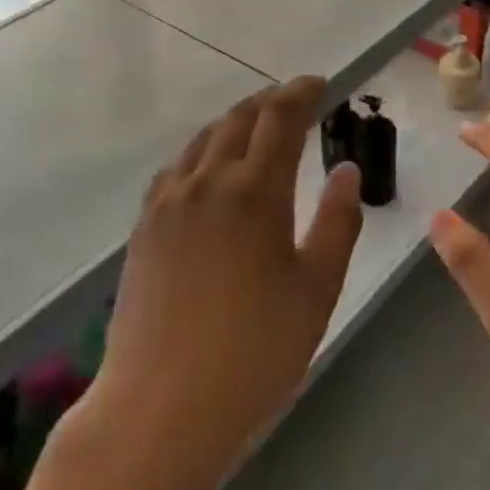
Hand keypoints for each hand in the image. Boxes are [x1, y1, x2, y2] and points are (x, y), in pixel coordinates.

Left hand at [89, 77, 363, 489]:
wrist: (162, 405)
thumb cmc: (256, 351)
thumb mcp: (317, 288)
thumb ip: (337, 222)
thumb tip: (345, 170)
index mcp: (255, 192)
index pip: (280, 118)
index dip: (301, 93)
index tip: (320, 84)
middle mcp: (206, 183)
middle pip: (238, 119)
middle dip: (270, 101)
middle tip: (295, 102)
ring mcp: (167, 203)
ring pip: (202, 139)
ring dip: (235, 123)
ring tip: (257, 128)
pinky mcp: (144, 228)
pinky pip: (176, 168)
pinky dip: (202, 152)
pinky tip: (209, 170)